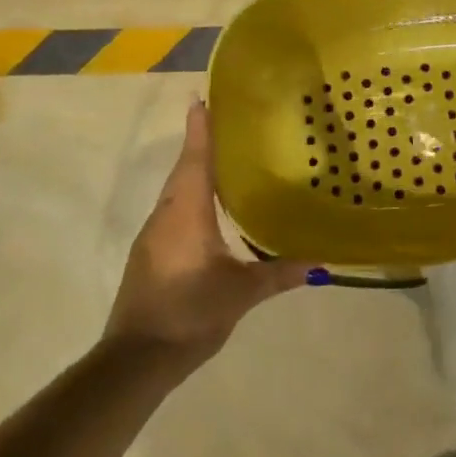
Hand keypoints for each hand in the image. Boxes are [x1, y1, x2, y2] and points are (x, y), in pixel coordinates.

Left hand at [105, 99, 308, 364]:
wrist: (136, 358)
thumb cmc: (191, 312)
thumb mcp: (241, 292)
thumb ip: (278, 274)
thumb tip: (319, 262)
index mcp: (187, 212)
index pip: (195, 159)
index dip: (200, 128)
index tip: (201, 98)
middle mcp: (166, 215)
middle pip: (184, 170)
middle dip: (200, 144)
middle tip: (226, 123)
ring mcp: (153, 235)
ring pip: (176, 192)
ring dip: (194, 171)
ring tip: (224, 160)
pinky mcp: (149, 255)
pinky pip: (172, 212)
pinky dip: (190, 198)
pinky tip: (210, 209)